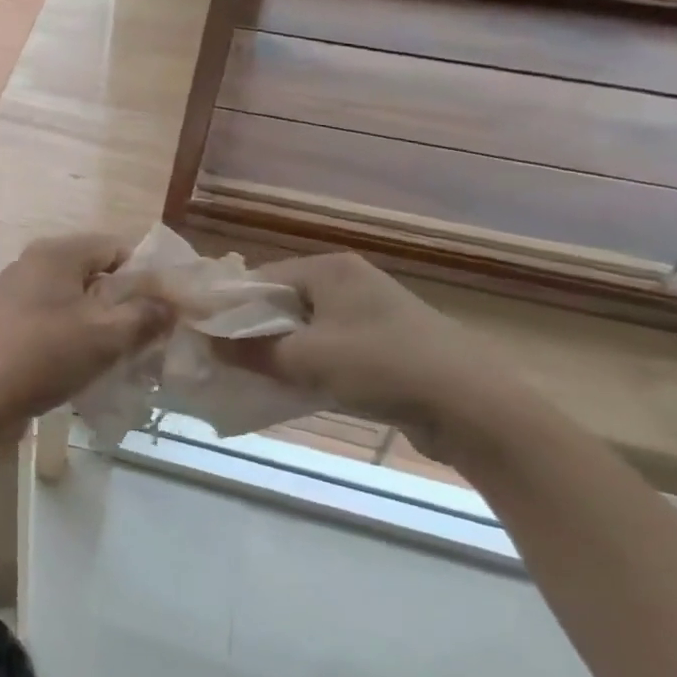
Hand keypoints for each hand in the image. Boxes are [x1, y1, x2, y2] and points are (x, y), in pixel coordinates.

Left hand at [0, 233, 171, 423]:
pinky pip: (55, 317)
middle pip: (95, 272)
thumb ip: (146, 314)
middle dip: (126, 300)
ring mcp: (17, 292)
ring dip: (102, 320)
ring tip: (125, 350)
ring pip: (75, 298)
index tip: (168, 306)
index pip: (116, 247)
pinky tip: (89, 361)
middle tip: (150, 332)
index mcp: (56, 253)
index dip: (147, 274)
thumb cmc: (46, 355)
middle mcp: (33, 263)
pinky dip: (76, 332)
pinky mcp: (8, 321)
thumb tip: (172, 304)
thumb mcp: (107, 334)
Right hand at [219, 252, 550, 469]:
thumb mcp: (307, 359)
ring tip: (250, 377)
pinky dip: (307, 364)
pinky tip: (292, 388)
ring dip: (278, 351)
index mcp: (329, 269)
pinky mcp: (384, 343)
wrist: (474, 407)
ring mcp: (369, 312)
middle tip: (221, 362)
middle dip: (251, 332)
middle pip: (280, 303)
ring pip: (304, 328)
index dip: (228, 308)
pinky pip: (329, 347)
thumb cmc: (383, 367)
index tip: (202, 338)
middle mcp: (348, 281)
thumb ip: (250, 351)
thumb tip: (205, 343)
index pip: (259, 279)